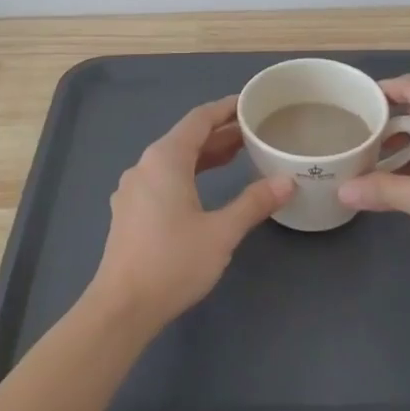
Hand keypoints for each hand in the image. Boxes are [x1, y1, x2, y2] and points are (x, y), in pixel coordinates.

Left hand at [91, 97, 293, 328]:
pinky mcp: (131, 210)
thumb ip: (254, 202)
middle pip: (186, 137)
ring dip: (206, 154)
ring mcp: (134, 188)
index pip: (199, 119)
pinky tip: (207, 186)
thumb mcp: (221, 232)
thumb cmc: (173, 262)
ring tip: (240, 154)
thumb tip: (287, 182)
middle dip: (220, 133)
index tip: (251, 103)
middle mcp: (145, 165)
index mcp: (165, 159)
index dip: (226, 108)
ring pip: (175, 159)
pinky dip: (190, 172)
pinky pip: (164, 177)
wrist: (122, 307)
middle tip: (255, 131)